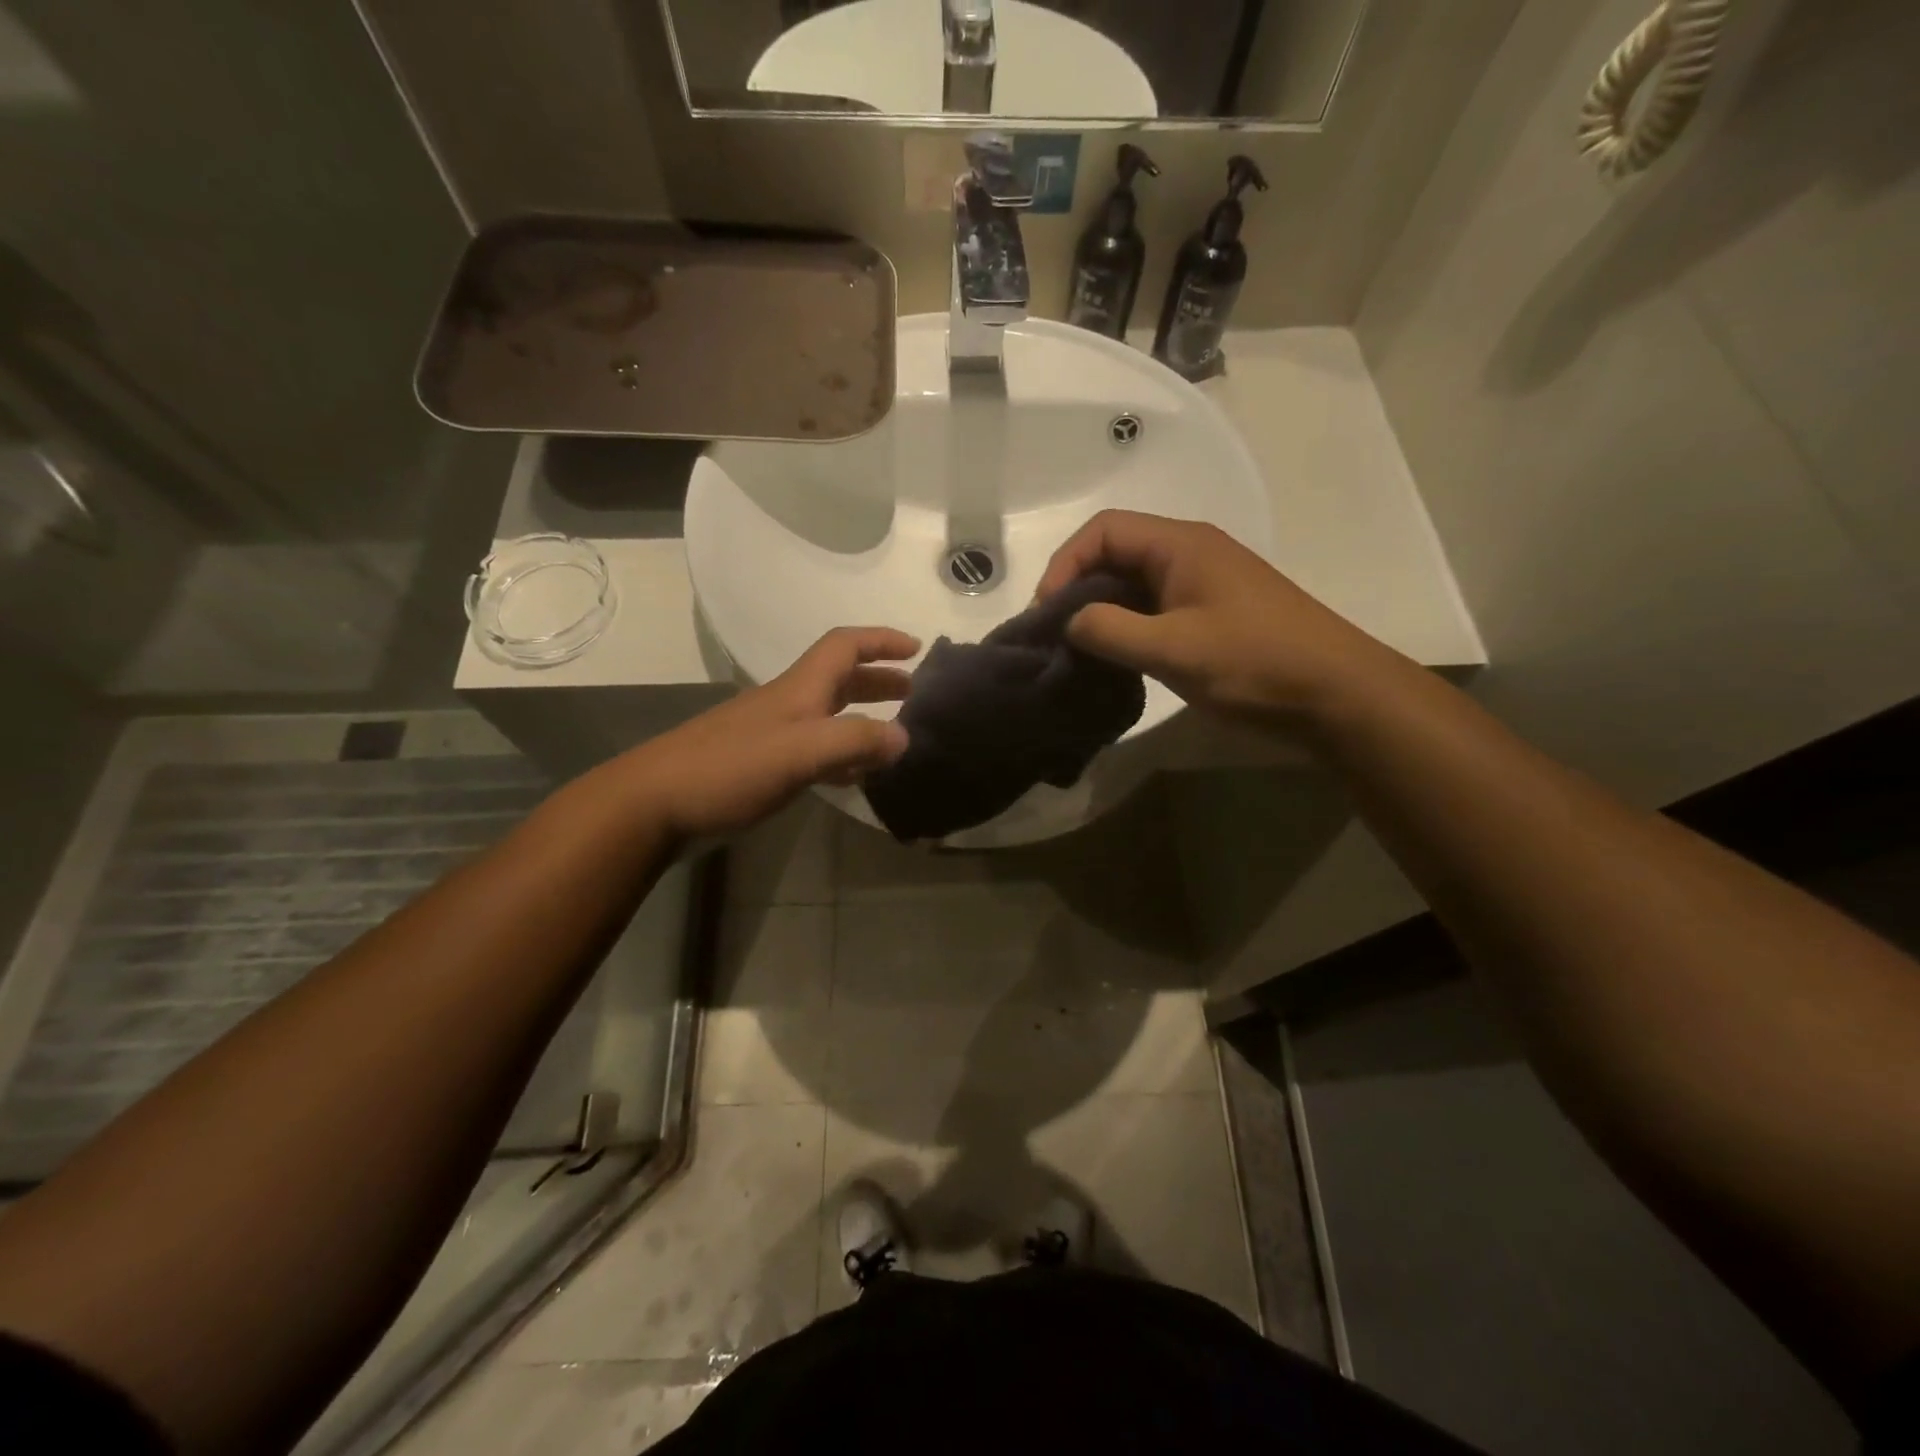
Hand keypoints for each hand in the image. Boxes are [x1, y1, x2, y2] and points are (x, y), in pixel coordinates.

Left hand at [627, 627, 917, 837]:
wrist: (654, 804)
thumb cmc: (729, 769)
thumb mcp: (800, 751)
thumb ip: (855, 741)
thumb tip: (905, 737)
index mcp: (798, 689)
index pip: (844, 646)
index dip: (880, 640)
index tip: (916, 647)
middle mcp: (787, 704)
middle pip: (839, 679)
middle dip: (877, 679)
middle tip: (912, 693)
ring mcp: (771, 736)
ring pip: (827, 715)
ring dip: (861, 716)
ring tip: (892, 735)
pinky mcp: (760, 767)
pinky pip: (813, 750)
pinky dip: (840, 754)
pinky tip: (852, 776)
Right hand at [1035, 510, 1398, 726]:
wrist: (1339, 697)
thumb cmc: (1256, 664)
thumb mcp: (1173, 649)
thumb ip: (1110, 631)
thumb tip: (1067, 621)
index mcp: (1181, 545)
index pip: (1104, 530)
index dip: (1065, 564)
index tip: (1046, 614)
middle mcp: (1190, 554)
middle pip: (1115, 555)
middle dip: (1078, 591)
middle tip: (1055, 638)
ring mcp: (1204, 587)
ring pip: (1133, 586)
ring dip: (1101, 614)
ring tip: (1078, 654)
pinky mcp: (1212, 617)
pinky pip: (1154, 611)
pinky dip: (1127, 631)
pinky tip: (1116, 663)